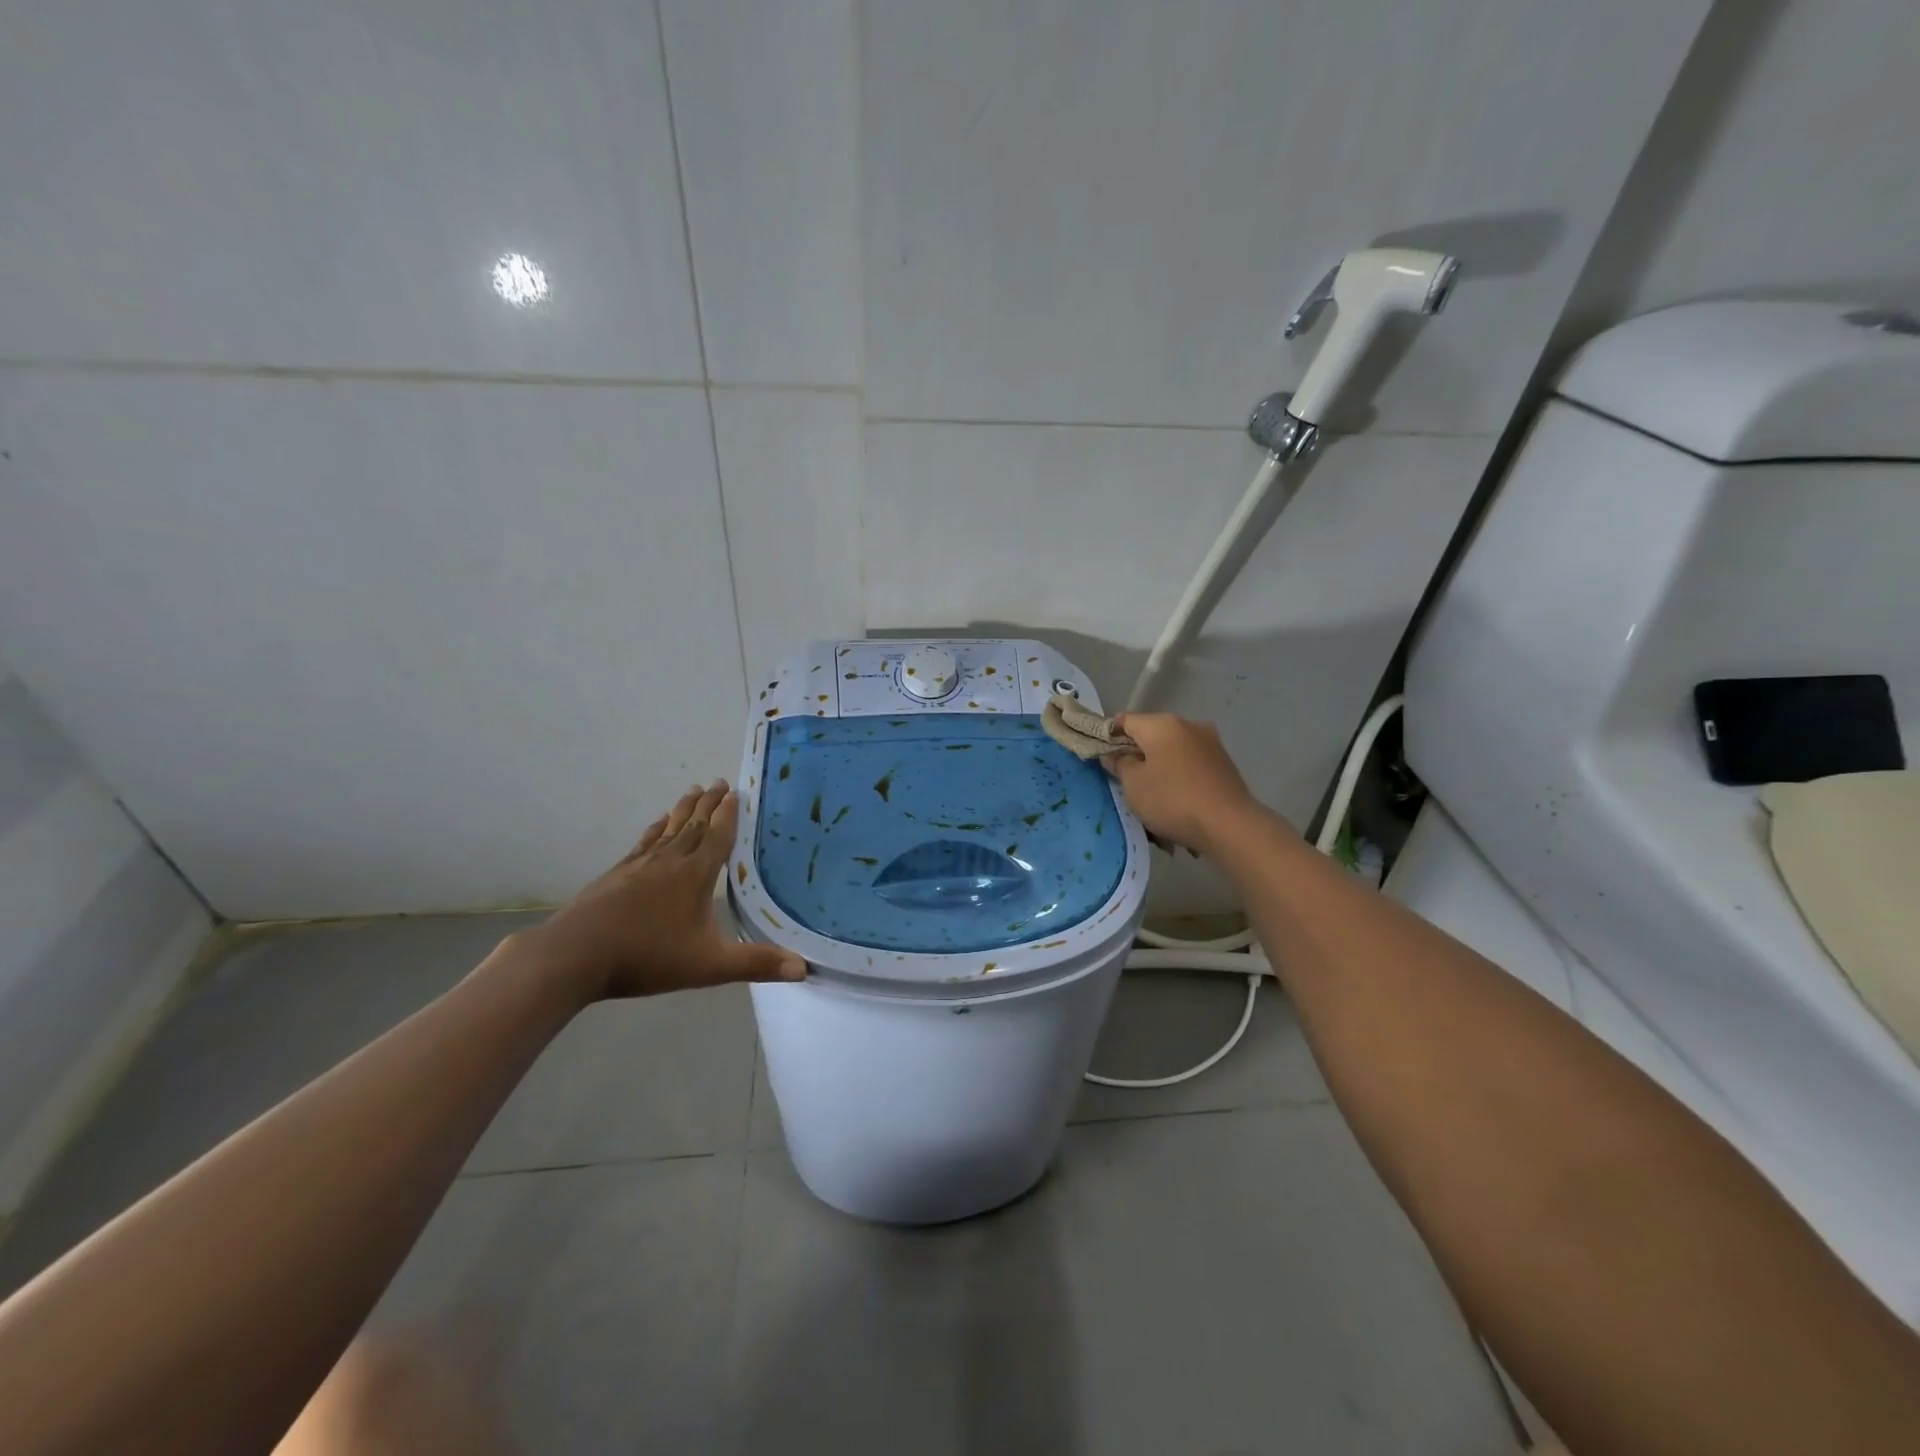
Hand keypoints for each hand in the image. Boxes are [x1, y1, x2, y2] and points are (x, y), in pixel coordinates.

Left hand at [516, 782, 805, 1001]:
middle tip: (719, 782)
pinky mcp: (616, 875)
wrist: (575, 956)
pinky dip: (655, 830)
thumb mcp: (709, 966)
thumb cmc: (647, 957)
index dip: (729, 814)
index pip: (717, 836)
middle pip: (693, 825)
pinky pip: (643, 843)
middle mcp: (669, 861)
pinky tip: (656, 825)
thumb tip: (804, 968)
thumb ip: (755, 963)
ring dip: (683, 810)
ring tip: (692, 791)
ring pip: (668, 830)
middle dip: (708, 804)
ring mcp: (638, 866)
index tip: (736, 792)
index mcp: (695, 875)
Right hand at [1107, 714, 1266, 852]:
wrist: (1229, 825)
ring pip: (1172, 749)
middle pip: (1150, 733)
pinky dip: (1178, 774)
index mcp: (1162, 724)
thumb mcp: (1133, 785)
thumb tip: (1114, 754)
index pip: (1124, 721)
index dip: (1108, 737)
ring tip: (1151, 793)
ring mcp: (1210, 742)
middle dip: (1136, 752)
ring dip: (1159, 765)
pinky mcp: (1223, 762)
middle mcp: (1188, 724)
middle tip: (1124, 779)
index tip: (1101, 758)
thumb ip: (1119, 764)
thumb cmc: (1172, 800)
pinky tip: (1176, 797)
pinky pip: (1190, 763)